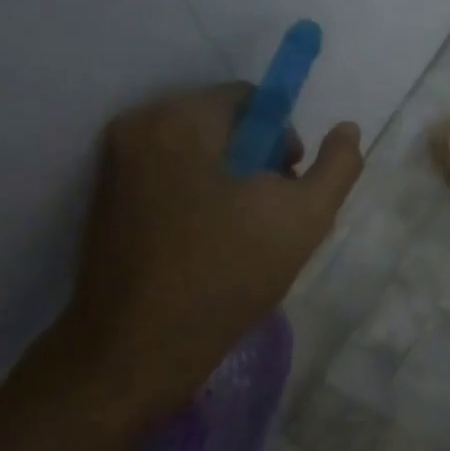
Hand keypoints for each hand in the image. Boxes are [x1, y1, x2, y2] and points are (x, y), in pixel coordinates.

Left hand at [61, 83, 362, 429]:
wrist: (136, 350)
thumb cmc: (227, 274)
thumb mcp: (306, 218)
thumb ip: (338, 165)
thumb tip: (347, 128)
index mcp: (181, 119)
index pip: (251, 99)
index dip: (283, 139)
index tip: (288, 187)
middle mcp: (138, 127)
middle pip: (222, 123)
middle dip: (256, 160)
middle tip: (270, 214)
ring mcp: (113, 164)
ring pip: (196, 152)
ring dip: (229, 179)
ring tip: (242, 234)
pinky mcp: (103, 199)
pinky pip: (168, 176)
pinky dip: (197, 195)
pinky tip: (208, 243)